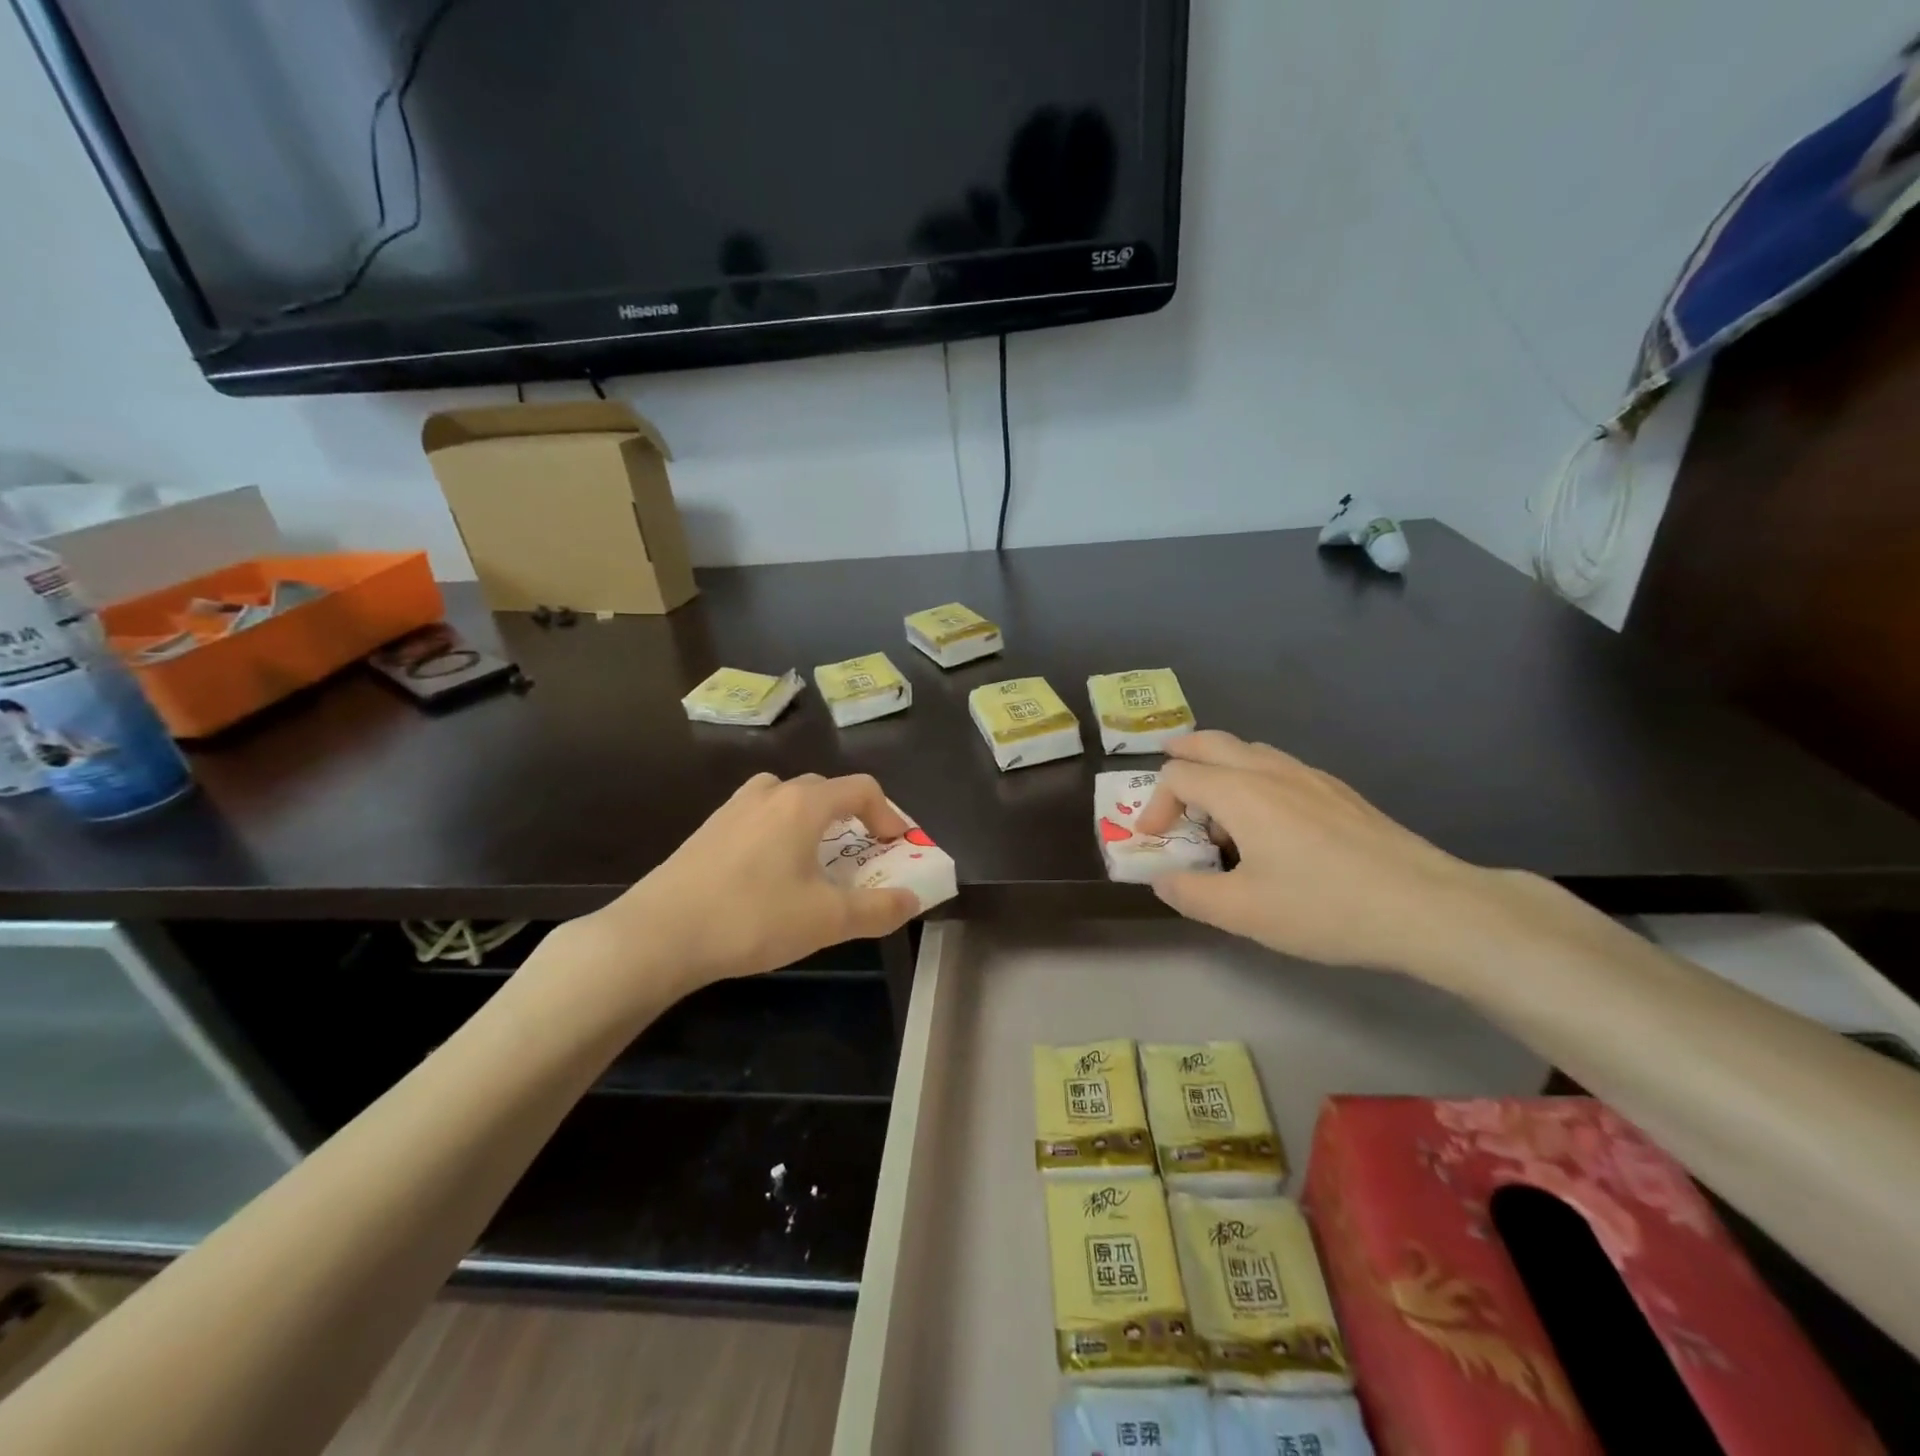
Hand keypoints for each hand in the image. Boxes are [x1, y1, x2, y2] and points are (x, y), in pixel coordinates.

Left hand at [575, 773, 921, 1000]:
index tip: (895, 847)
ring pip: (788, 801)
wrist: (658, 934)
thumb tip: (912, 901)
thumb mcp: (826, 920)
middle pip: (825, 791)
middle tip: (861, 856)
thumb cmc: (752, 918)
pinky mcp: (708, 829)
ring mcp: (734, 808)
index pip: (862, 788)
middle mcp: (770, 793)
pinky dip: (780, 833)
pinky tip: (770, 875)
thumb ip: (878, 909)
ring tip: (816, 861)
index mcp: (803, 803)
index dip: (889, 814)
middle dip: (853, 819)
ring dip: (813, 823)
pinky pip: (760, 817)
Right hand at [1137, 731, 1536, 981]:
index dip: (1155, 804)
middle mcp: (1270, 771)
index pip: (1179, 776)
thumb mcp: (1243, 912)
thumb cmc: (1324, 906)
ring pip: (1249, 750)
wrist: (1426, 906)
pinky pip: (1279, 766)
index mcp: (1240, 792)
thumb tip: (1163, 879)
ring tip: (1215, 806)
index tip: (1154, 840)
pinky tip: (1269, 820)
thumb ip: (1190, 893)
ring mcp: (1310, 777)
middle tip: (1167, 780)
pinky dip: (1253, 777)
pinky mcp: (1338, 792)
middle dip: (1181, 756)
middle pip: (1212, 742)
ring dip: (1219, 767)